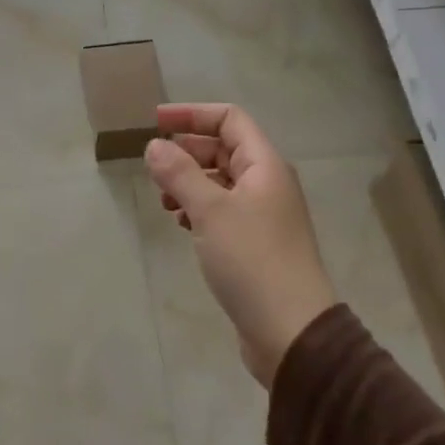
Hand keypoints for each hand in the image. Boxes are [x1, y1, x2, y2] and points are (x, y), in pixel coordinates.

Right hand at [144, 104, 335, 387]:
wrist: (290, 329)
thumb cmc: (251, 260)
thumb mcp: (210, 211)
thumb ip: (180, 174)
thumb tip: (154, 145)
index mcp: (265, 165)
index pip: (229, 120)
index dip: (192, 115)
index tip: (154, 122)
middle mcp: (267, 184)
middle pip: (224, 150)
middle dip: (187, 152)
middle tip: (154, 168)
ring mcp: (263, 215)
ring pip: (221, 183)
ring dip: (190, 183)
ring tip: (163, 201)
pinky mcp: (255, 244)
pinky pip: (223, 212)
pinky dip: (199, 210)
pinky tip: (181, 225)